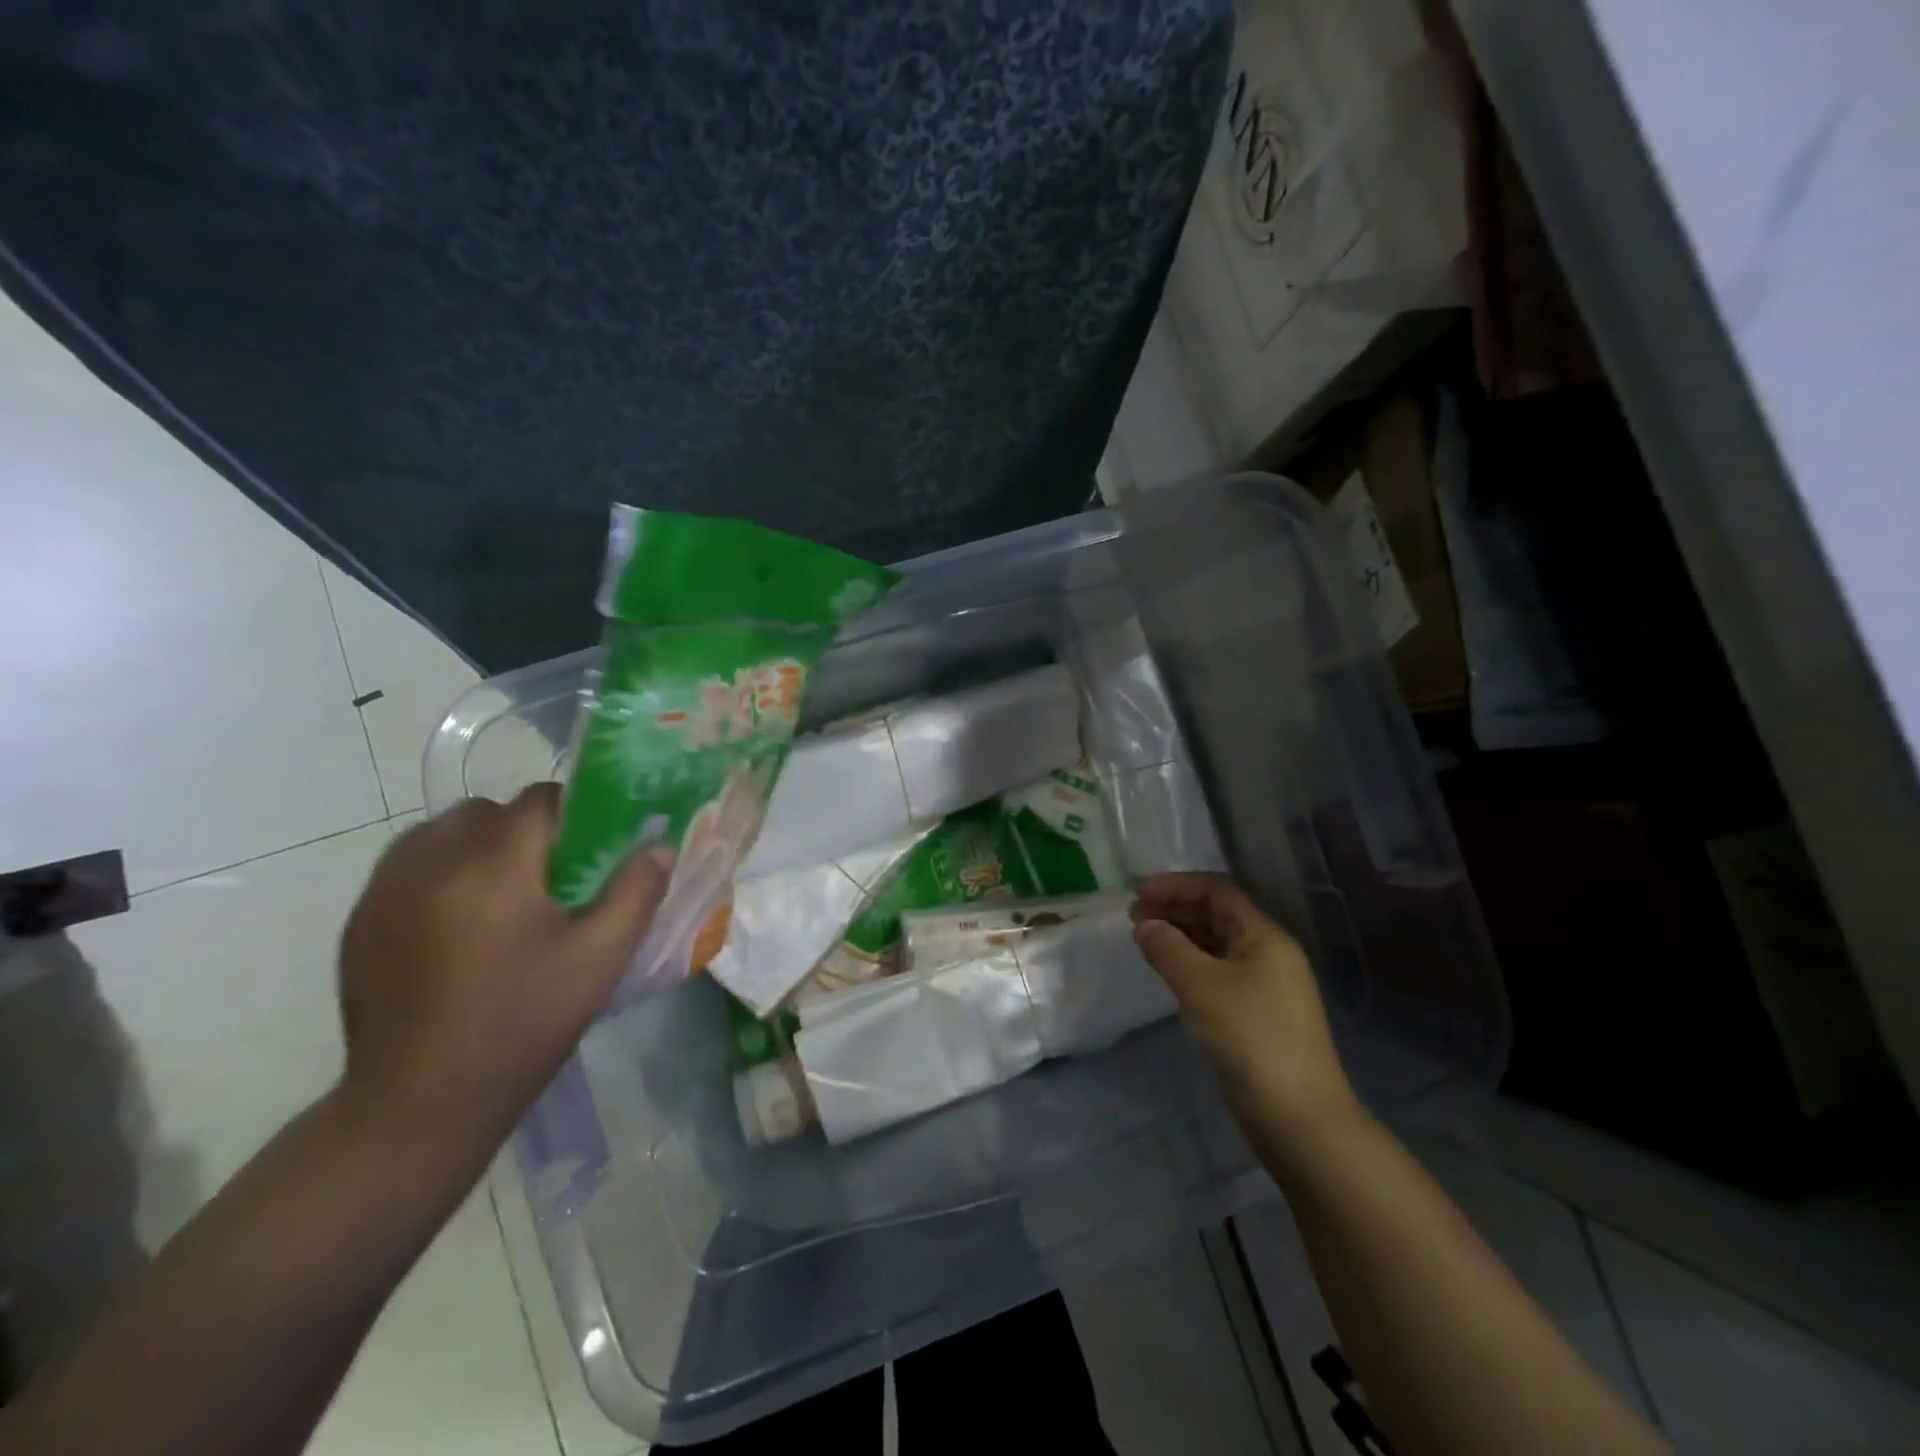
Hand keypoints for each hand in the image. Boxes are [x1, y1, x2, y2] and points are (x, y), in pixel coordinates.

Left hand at [336, 784, 670, 1172]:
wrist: (418, 1105)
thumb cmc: (523, 1025)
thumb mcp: (600, 959)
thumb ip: (636, 892)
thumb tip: (659, 846)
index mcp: (493, 866)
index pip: (539, 801)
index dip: (574, 814)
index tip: (590, 852)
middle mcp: (431, 861)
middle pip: (489, 810)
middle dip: (525, 830)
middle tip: (550, 880)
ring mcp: (384, 889)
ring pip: (442, 830)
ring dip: (479, 844)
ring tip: (501, 896)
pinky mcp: (360, 918)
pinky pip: (409, 863)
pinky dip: (441, 870)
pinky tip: (459, 922)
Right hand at [1131, 874, 1358, 1136]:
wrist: (1299, 1118)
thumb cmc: (1249, 1038)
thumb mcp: (1200, 985)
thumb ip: (1167, 947)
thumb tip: (1144, 924)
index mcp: (1264, 936)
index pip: (1218, 891)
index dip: (1176, 886)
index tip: (1137, 893)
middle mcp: (1270, 953)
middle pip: (1218, 915)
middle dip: (1175, 909)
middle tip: (1134, 915)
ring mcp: (1267, 986)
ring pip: (1218, 945)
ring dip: (1181, 936)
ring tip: (1144, 940)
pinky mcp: (1259, 1016)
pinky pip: (1219, 972)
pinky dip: (1191, 964)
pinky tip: (1169, 973)